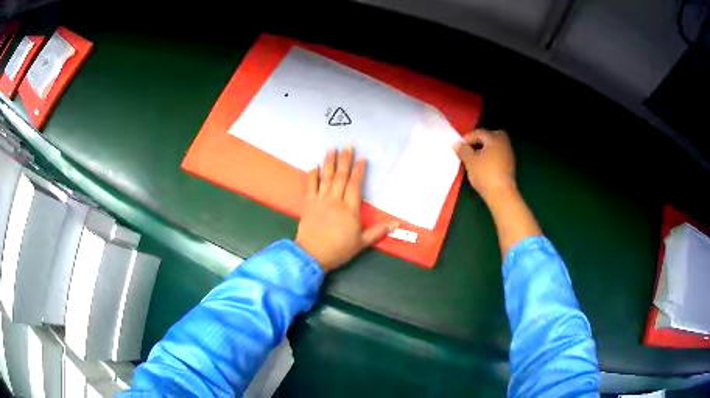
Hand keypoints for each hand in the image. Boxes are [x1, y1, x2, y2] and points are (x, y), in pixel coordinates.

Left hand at [296, 147, 394, 271]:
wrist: (312, 254)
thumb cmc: (339, 249)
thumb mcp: (362, 243)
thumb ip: (378, 231)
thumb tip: (397, 224)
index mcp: (350, 209)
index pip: (355, 185)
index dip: (359, 171)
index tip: (362, 158)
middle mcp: (335, 200)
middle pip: (341, 176)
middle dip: (345, 160)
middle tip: (348, 146)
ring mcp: (320, 200)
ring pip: (326, 177)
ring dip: (329, 162)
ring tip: (332, 149)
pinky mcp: (308, 203)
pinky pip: (310, 185)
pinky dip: (312, 175)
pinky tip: (314, 166)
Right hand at [453, 129, 516, 202]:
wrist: (502, 194)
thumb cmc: (485, 174)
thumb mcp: (470, 161)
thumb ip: (463, 150)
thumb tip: (457, 144)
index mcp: (494, 139)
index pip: (480, 133)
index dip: (468, 137)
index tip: (459, 145)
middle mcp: (504, 144)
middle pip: (492, 136)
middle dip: (482, 139)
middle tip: (471, 146)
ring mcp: (509, 155)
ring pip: (496, 146)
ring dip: (486, 149)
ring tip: (476, 157)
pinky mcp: (510, 166)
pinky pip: (499, 155)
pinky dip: (491, 157)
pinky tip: (484, 165)